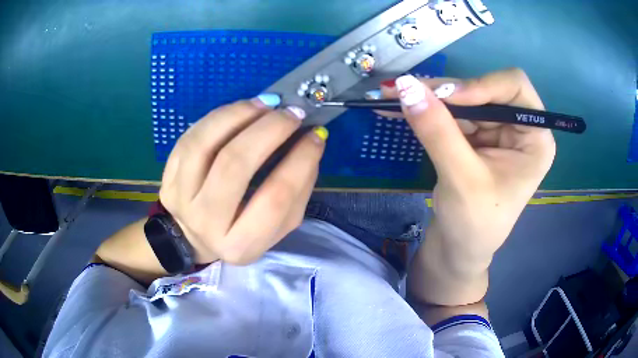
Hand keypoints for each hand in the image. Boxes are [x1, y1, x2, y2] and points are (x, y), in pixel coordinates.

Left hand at [159, 95, 327, 264]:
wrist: (190, 237)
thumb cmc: (241, 232)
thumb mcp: (277, 228)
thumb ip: (298, 191)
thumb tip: (311, 142)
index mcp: (241, 245)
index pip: (275, 199)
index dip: (300, 161)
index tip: (315, 135)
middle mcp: (206, 222)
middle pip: (235, 165)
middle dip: (269, 130)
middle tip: (292, 113)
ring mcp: (181, 196)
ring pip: (205, 144)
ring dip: (240, 115)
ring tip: (267, 104)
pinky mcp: (168, 175)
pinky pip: (191, 136)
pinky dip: (220, 116)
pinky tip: (242, 108)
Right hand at [384, 69, 555, 305]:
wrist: (459, 250)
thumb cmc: (474, 225)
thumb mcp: (461, 179)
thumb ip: (437, 130)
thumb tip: (405, 86)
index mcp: (535, 138)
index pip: (514, 87)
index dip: (480, 85)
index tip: (446, 98)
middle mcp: (519, 127)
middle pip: (484, 89)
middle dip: (446, 91)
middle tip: (404, 91)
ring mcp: (497, 130)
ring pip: (463, 98)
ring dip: (428, 98)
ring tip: (391, 97)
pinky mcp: (477, 137)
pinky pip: (451, 113)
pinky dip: (426, 110)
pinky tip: (399, 107)